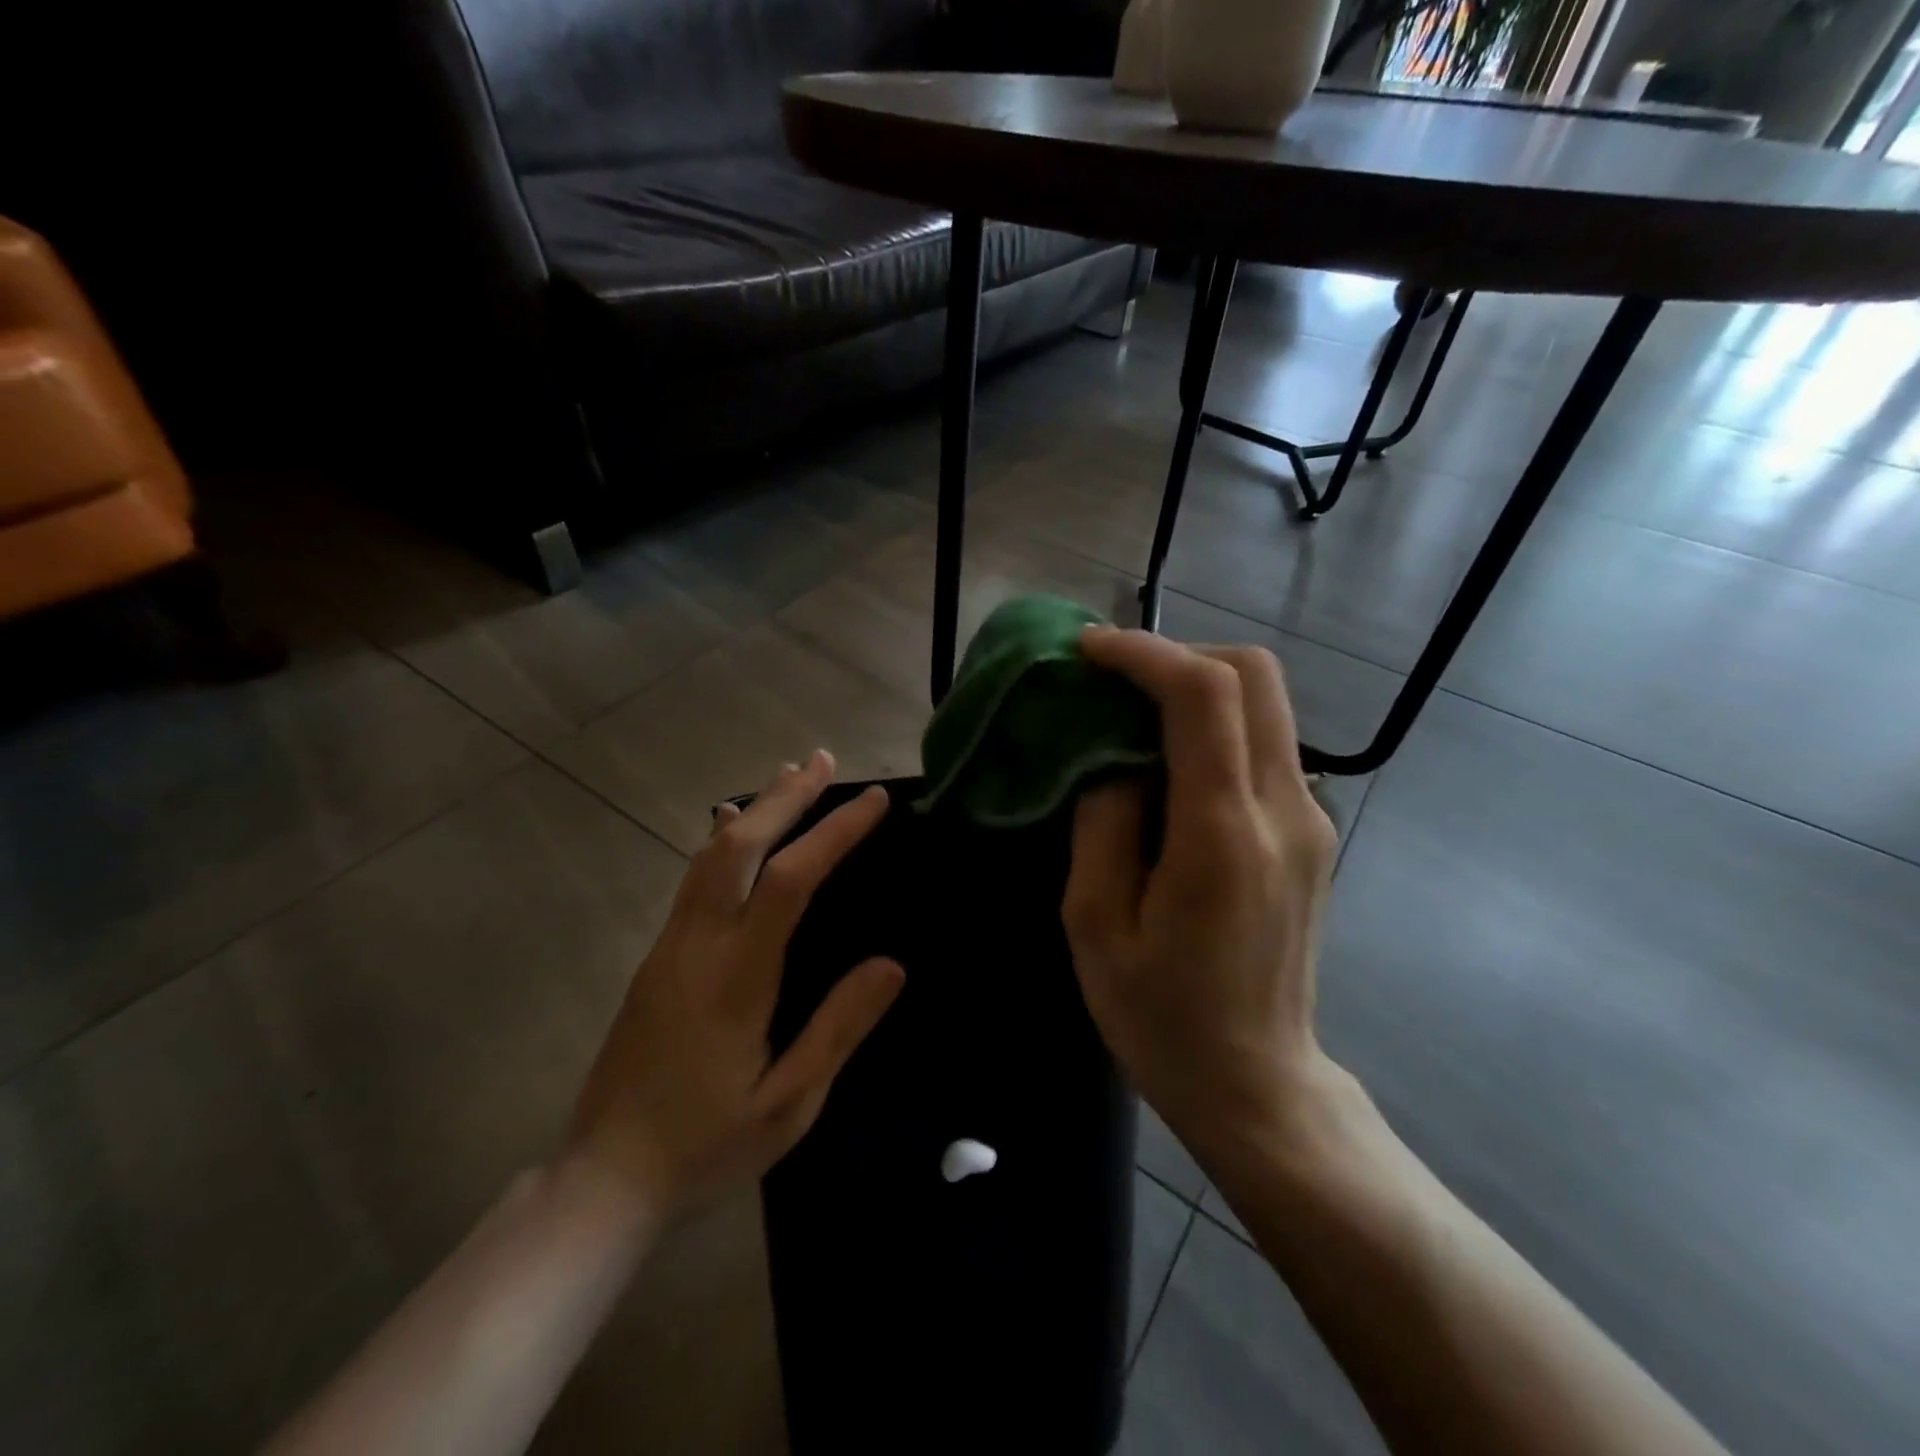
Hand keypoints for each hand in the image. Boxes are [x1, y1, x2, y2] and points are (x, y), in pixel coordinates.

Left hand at [567, 751, 903, 1221]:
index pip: (788, 881)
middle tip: (824, 761)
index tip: (872, 801)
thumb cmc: (706, 1146)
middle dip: (784, 798)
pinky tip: (737, 828)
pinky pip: (694, 879)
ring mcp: (670, 947)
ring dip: (755, 809)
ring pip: (709, 856)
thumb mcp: (789, 1104)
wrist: (605, 1177)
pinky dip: (726, 839)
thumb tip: (891, 964)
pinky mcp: (658, 957)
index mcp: (736, 978)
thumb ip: (839, 1029)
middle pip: (737, 847)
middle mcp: (697, 946)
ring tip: (790, 776)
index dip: (832, 832)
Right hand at [1062, 629, 1341, 1164]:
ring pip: (1267, 703)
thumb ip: (1102, 822)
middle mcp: (1283, 810)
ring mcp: (1309, 820)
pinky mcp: (1310, 834)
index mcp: (1222, 834)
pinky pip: (1265, 746)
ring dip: (1198, 687)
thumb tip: (1113, 758)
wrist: (1257, 1083)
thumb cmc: (1160, 1015)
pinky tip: (1168, 765)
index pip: (1203, 695)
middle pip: (1254, 675)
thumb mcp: (1094, 923)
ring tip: (1132, 715)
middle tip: (1114, 679)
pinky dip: (1216, 725)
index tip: (1088, 649)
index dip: (1143, 652)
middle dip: (1179, 654)